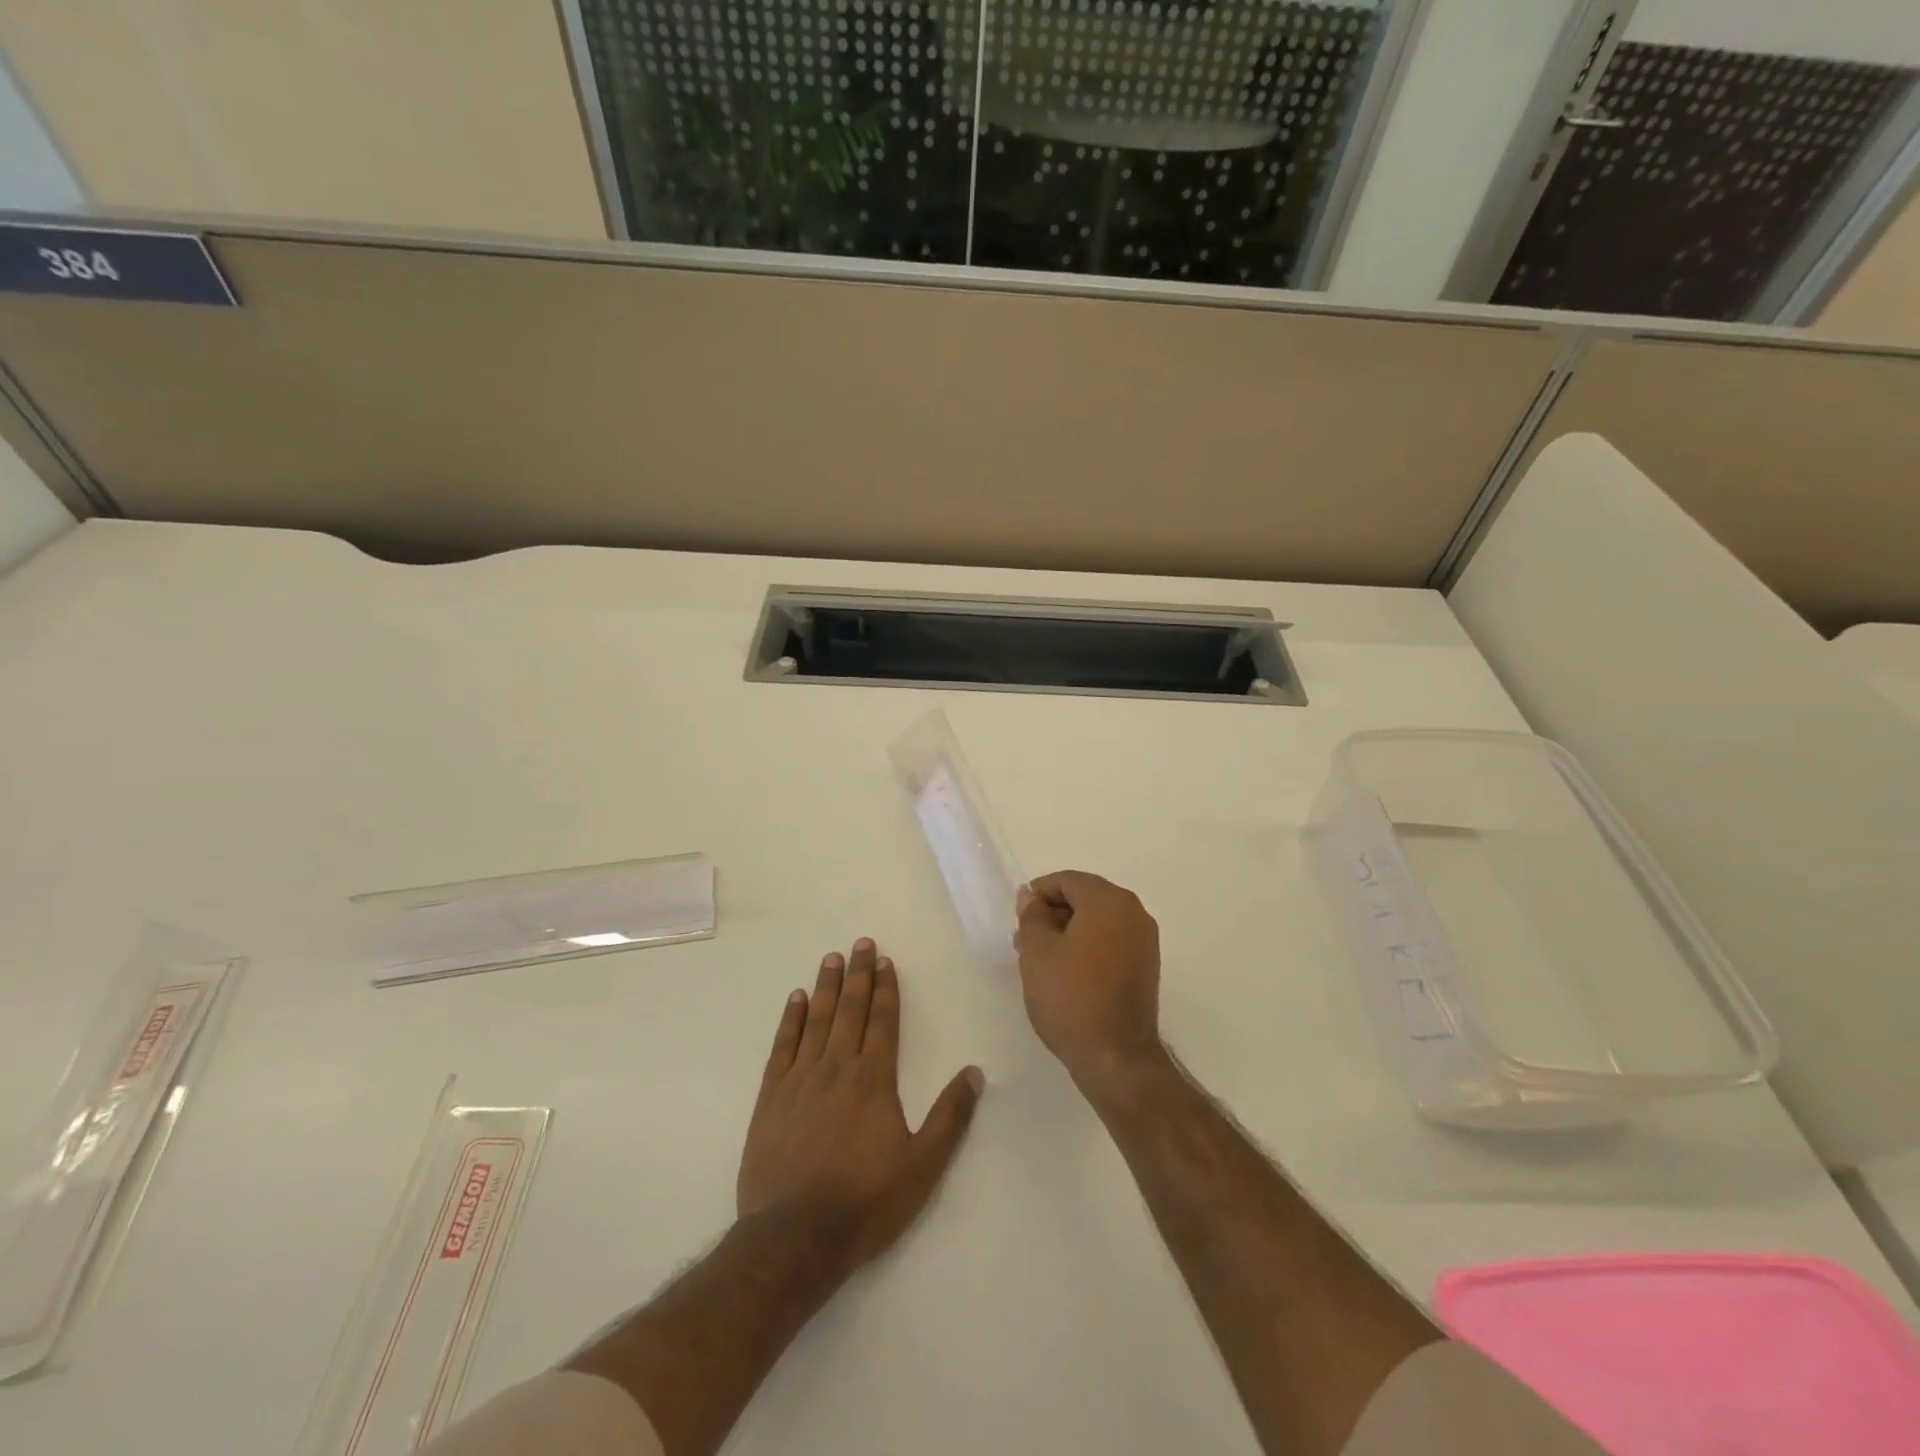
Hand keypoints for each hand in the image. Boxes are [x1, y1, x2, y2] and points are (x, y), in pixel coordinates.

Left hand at [737, 938, 982, 1272]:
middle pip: (850, 1010)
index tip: (885, 960)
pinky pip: (782, 1046)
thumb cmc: (865, 1202)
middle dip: (858, 975)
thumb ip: (950, 1117)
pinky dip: (790, 1020)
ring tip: (831, 958)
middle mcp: (837, 1067)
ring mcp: (800, 1079)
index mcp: (874, 1079)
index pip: (883, 1021)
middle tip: (860, 943)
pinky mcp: (771, 1097)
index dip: (886, 989)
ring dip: (826, 987)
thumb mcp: (922, 1167)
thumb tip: (974, 1072)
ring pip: (816, 1020)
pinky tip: (795, 1000)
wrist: (794, 1238)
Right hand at [1014, 871, 1164, 1098]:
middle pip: (1085, 897)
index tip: (1019, 919)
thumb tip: (1031, 896)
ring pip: (1098, 921)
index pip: (1068, 881)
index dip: (1038, 894)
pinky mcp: (1146, 966)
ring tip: (1040, 959)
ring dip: (1068, 931)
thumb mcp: (1037, 952)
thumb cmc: (1071, 997)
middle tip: (1025, 939)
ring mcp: (1144, 941)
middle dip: (1053, 913)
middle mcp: (1134, 912)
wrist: (1115, 1057)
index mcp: (1109, 901)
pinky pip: (1111, 941)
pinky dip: (1088, 946)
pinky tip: (1066, 972)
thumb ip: (1032, 915)